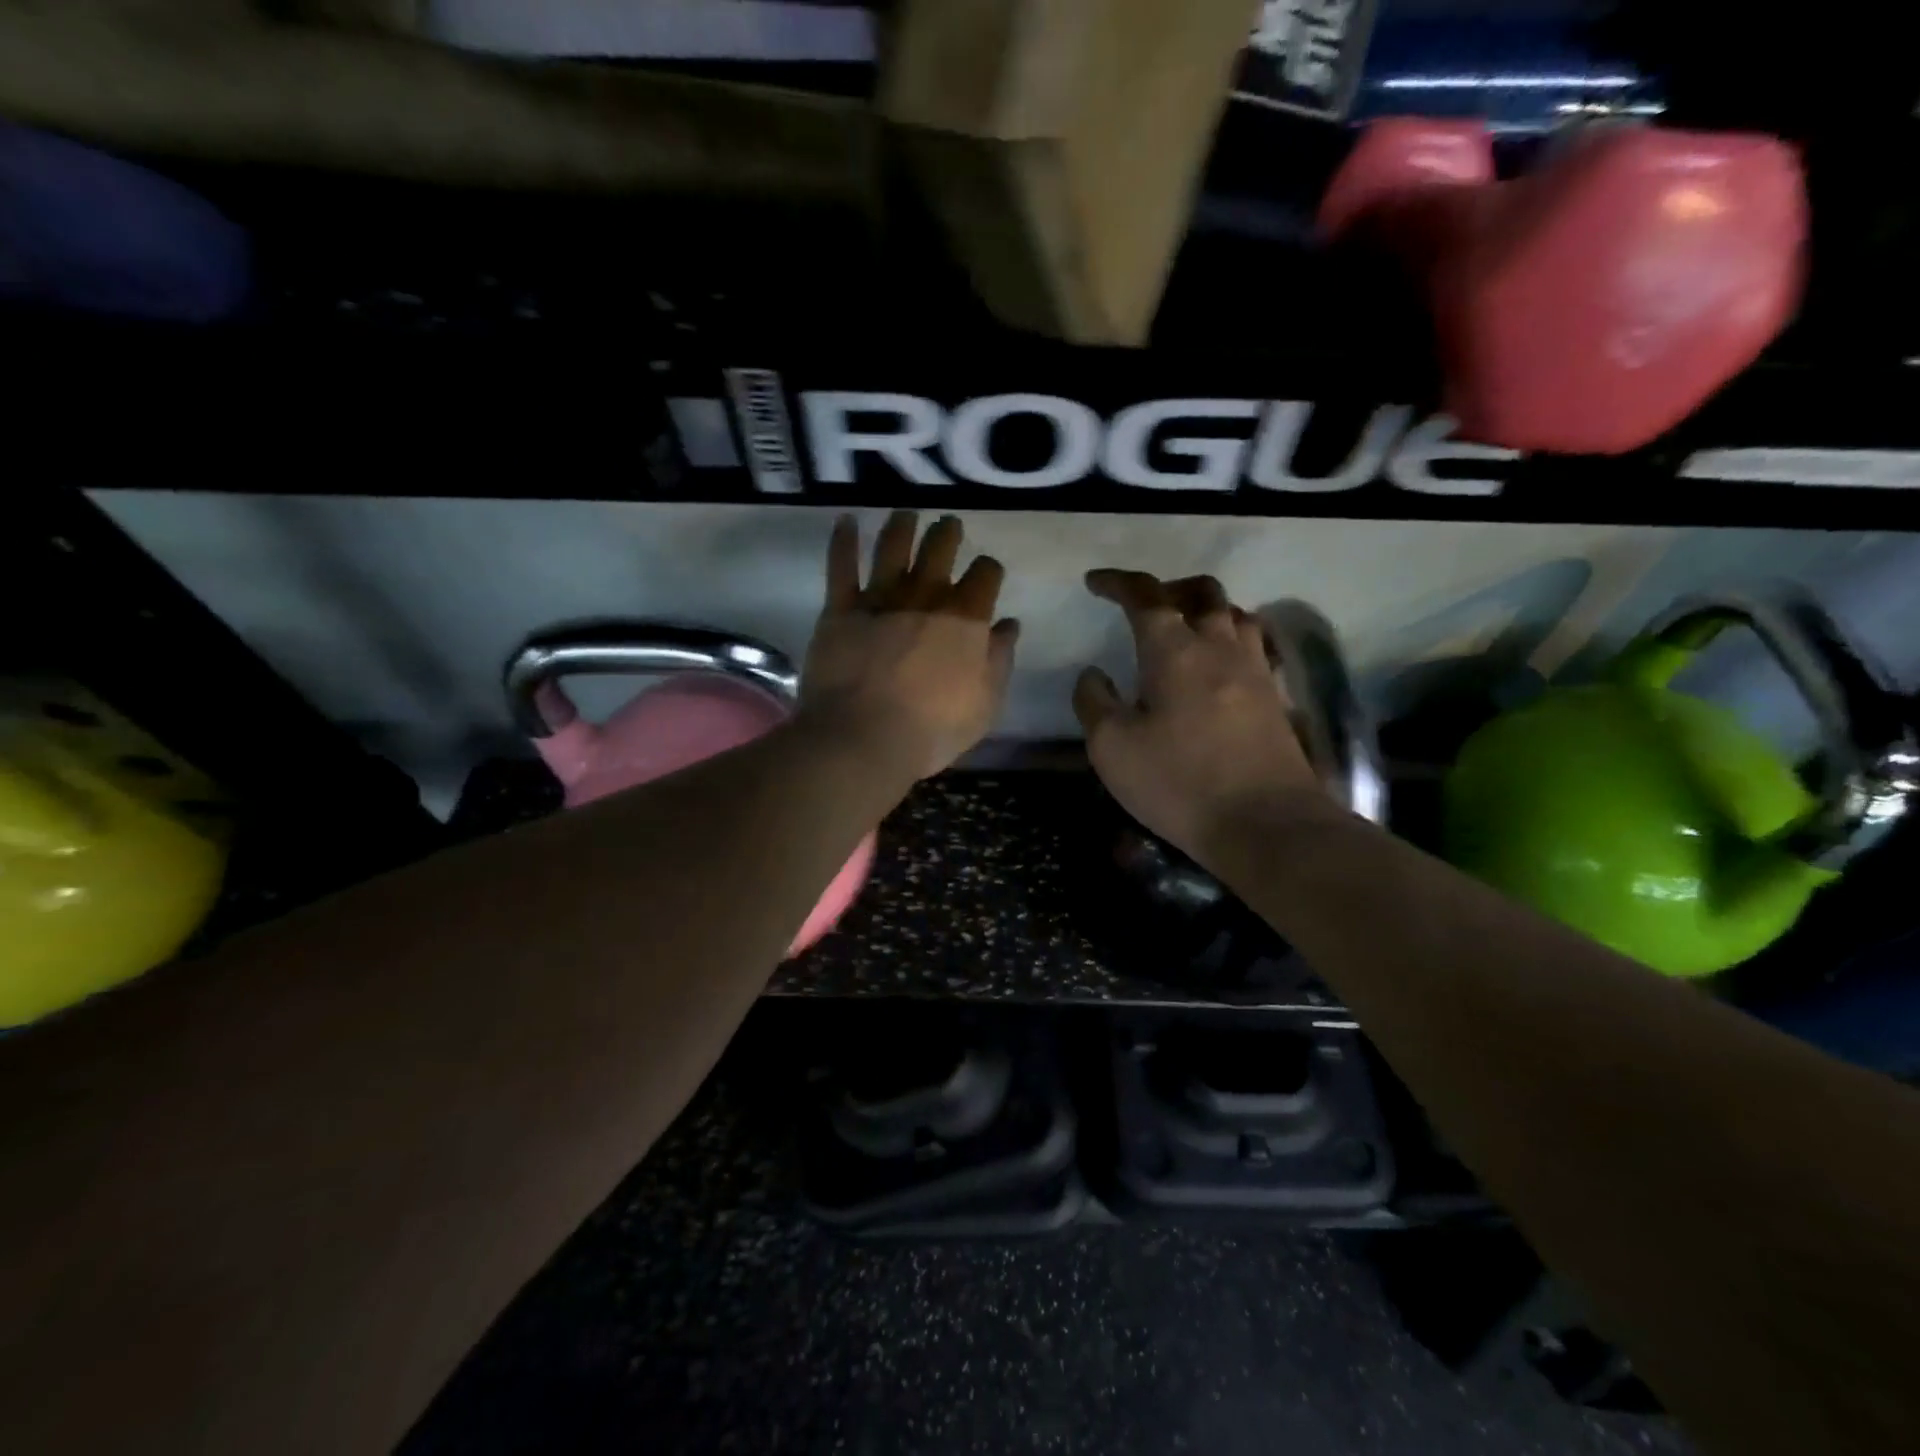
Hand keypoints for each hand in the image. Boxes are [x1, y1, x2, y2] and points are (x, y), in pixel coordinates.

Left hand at [800, 511, 1018, 782]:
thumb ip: (999, 660)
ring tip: (906, 514)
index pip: (986, 574)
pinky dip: (843, 541)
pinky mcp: (841, 609)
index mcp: (966, 617)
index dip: (989, 570)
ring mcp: (881, 598)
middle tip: (948, 526)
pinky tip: (846, 521)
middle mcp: (925, 596)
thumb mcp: (985, 704)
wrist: (864, 737)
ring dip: (902, 526)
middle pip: (940, 547)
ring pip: (893, 546)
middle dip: (948, 533)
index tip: (987, 575)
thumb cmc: (933, 729)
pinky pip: (841, 565)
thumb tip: (1008, 625)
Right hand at [1074, 570, 1322, 861]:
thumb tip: (1093, 674)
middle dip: (1168, 588)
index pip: (1145, 597)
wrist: (1265, 823)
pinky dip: (1231, 640)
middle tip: (1145, 606)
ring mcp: (1255, 670)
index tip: (1094, 582)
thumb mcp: (1112, 747)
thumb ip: (1094, 702)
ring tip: (1184, 630)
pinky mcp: (1275, 697)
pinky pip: (1254, 646)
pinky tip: (1220, 666)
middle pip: (1201, 592)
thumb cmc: (1178, 782)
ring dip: (1206, 610)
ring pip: (1234, 614)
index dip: (1117, 583)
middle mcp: (1219, 647)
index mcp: (1174, 650)